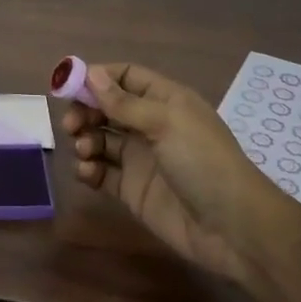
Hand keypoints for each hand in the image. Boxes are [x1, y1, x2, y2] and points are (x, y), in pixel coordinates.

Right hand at [63, 62, 298, 287]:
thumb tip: (91, 73)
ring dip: (85, 140)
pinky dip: (89, 169)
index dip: (97, 78)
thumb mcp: (165, 123)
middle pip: (107, 108)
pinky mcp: (132, 189)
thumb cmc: (203, 162)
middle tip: (71, 125)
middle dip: (85, 111)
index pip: (125, 77)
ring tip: (85, 151)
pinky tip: (87, 172)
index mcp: (165, 101)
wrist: (232, 228)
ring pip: (101, 139)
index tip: (68, 85)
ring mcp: (141, 159)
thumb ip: (124, 102)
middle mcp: (151, 125)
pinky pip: (102, 172)